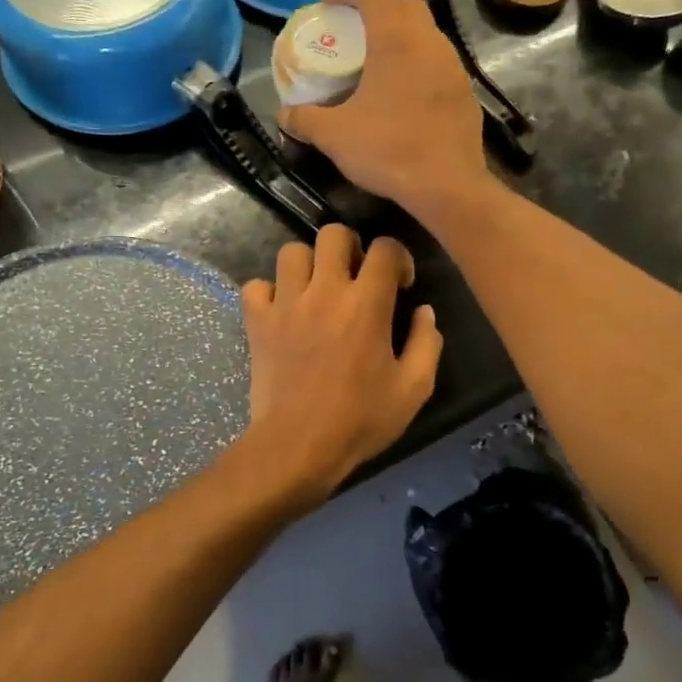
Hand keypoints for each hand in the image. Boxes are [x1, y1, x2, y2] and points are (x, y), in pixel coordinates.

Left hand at [238, 224, 442, 502]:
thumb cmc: (360, 420)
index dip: (398, 257)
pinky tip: (282, 311)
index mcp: (366, 304)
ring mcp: (285, 304)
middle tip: (355, 278)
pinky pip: (255, 286)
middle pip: (333, 234)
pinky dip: (268, 292)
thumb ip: (426, 343)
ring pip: (291, 251)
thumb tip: (423, 312)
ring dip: (308, 265)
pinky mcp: (257, 322)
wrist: (298, 447)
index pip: (385, 248)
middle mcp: (324, 292)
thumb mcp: (413, 389)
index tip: (399, 284)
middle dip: (350, 247)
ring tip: (317, 290)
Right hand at [278, 0, 489, 213]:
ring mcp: (454, 67)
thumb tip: (285, 115)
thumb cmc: (388, 150)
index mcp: (395, 39)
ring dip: (403, 39)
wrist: (447, 186)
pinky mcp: (466, 93)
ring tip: (379, 68)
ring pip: (428, 35)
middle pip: (406, 4)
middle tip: (356, 33)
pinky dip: (420, 68)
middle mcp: (429, 42)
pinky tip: (405, 98)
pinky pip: (440, 66)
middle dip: (379, 9)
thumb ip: (305, 119)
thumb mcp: (334, 136)